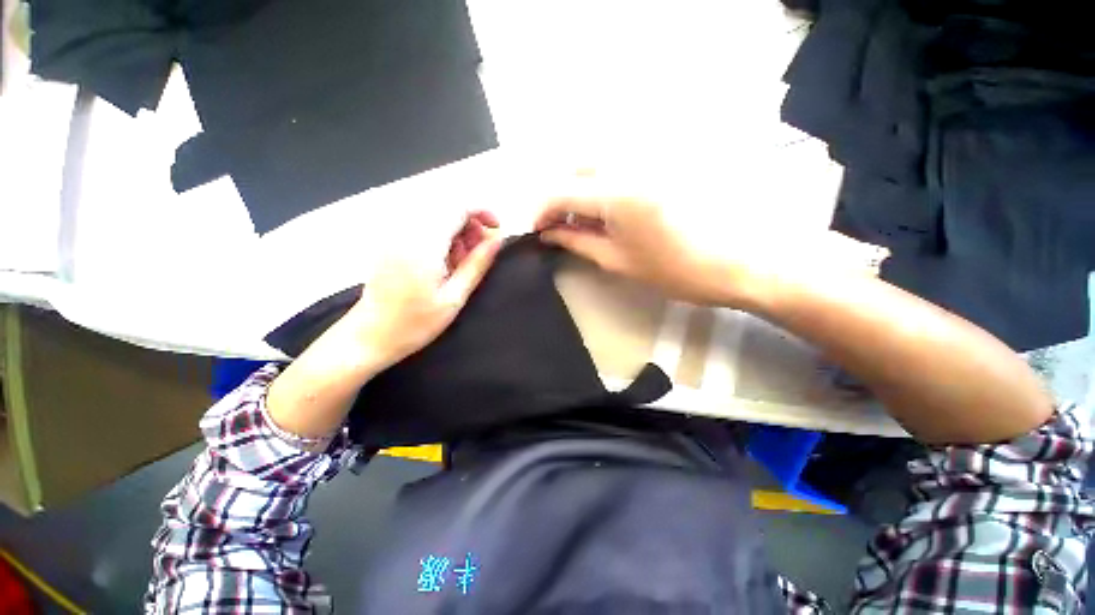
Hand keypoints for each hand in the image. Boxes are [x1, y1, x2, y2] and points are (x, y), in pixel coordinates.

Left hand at [347, 211, 502, 369]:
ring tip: (461, 261)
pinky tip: (443, 260)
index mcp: (424, 245)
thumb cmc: (415, 323)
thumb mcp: (454, 298)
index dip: (482, 211)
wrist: (369, 336)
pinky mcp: (390, 241)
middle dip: (470, 224)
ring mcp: (395, 234)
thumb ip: (477, 265)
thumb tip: (497, 240)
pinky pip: (422, 225)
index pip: (457, 207)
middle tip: (479, 253)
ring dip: (456, 230)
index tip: (496, 229)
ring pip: (435, 215)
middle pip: (446, 207)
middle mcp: (406, 231)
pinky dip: (441, 235)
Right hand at [534, 175, 752, 306]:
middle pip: (575, 168)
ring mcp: (647, 160)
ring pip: (595, 163)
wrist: (731, 263)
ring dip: (578, 188)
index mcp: (615, 193)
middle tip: (558, 225)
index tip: (537, 230)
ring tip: (580, 219)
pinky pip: (617, 165)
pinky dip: (599, 183)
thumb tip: (548, 234)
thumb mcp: (615, 260)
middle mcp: (627, 164)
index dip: (541, 211)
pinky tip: (604, 207)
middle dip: (558, 195)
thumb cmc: (671, 270)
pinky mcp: (660, 164)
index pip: (560, 191)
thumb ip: (576, 241)